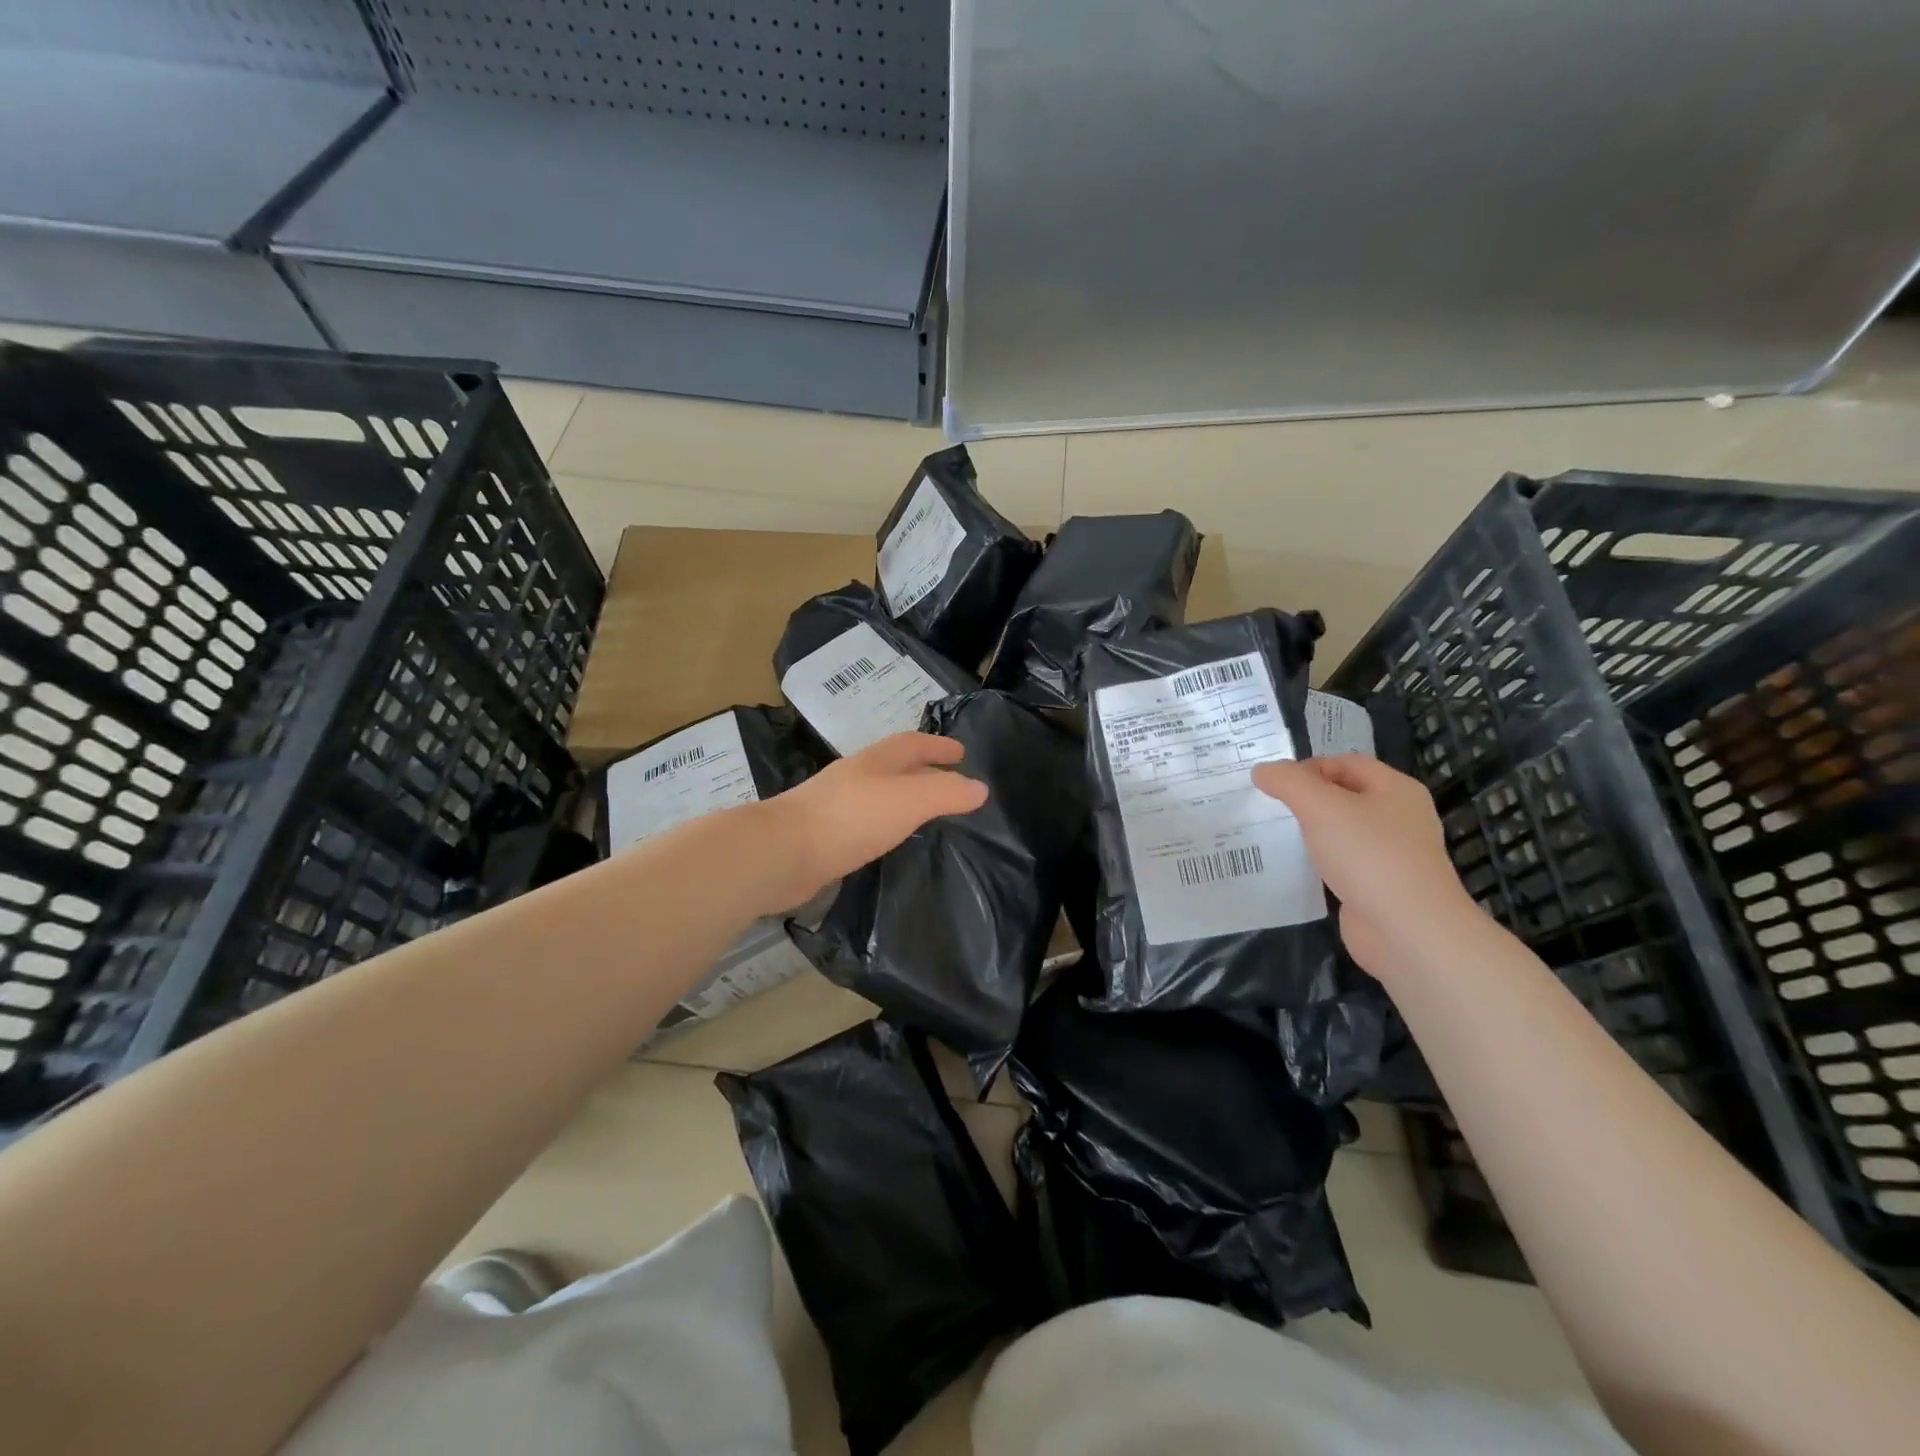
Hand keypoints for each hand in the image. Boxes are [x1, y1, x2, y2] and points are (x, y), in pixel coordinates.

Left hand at [758, 733, 987, 911]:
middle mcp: (856, 777)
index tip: (962, 753)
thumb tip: (980, 788)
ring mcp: (837, 805)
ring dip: (904, 797)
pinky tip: (890, 840)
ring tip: (926, 813)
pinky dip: (886, 823)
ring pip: (880, 794)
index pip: (913, 743)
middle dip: (924, 769)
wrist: (783, 853)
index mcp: (876, 761)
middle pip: (895, 766)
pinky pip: (866, 822)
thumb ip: (946, 792)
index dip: (938, 746)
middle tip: (950, 782)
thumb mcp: (909, 800)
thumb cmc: (851, 818)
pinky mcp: (825, 835)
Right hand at [1252, 755, 1481, 978]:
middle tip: (1265, 806)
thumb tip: (1262, 770)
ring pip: (1340, 831)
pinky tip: (1291, 867)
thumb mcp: (1321, 807)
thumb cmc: (1369, 856)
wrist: (1408, 932)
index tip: (1271, 783)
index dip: (1307, 767)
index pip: (1345, 763)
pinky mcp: (1377, 886)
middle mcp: (1397, 817)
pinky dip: (1316, 862)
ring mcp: (1389, 854)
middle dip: (1304, 799)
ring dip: (1308, 832)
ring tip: (1270, 834)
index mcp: (1395, 789)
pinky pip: (1340, 863)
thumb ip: (1288, 782)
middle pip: (1342, 796)